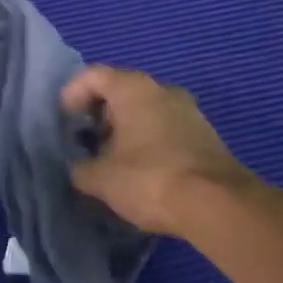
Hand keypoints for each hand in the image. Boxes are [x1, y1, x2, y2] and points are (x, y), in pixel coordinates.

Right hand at [61, 65, 258, 239]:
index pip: (93, 76)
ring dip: (124, 131)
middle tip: (84, 142)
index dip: (72, 94)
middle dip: (98, 115)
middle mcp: (163, 90)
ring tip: (110, 161)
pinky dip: (146, 143)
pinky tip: (139, 172)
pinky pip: (164, 130)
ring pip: (145, 112)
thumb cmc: (150, 179)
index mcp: (134, 89)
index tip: (63, 121)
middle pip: (120, 92)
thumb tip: (78, 169)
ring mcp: (188, 112)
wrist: (218, 206)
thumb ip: (80, 168)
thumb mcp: (100, 179)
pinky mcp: (204, 137)